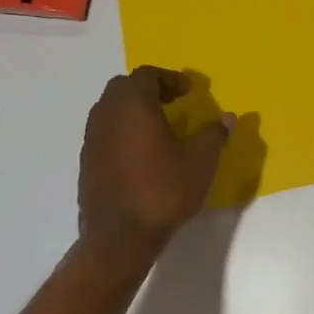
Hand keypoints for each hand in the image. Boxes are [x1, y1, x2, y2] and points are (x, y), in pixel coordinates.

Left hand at [78, 67, 231, 261]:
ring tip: (158, 128)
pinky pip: (104, 133)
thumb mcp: (201, 161)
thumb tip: (227, 118)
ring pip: (110, 110)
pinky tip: (141, 154)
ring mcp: (92, 140)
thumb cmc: (163, 190)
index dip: (169, 78)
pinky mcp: (86, 164)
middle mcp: (107, 115)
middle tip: (172, 103)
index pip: (146, 74)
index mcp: (133, 105)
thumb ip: (214, 134)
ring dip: (133, 110)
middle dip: (148, 89)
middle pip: (123, 87)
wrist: (119, 239)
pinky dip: (122, 132)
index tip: (188, 92)